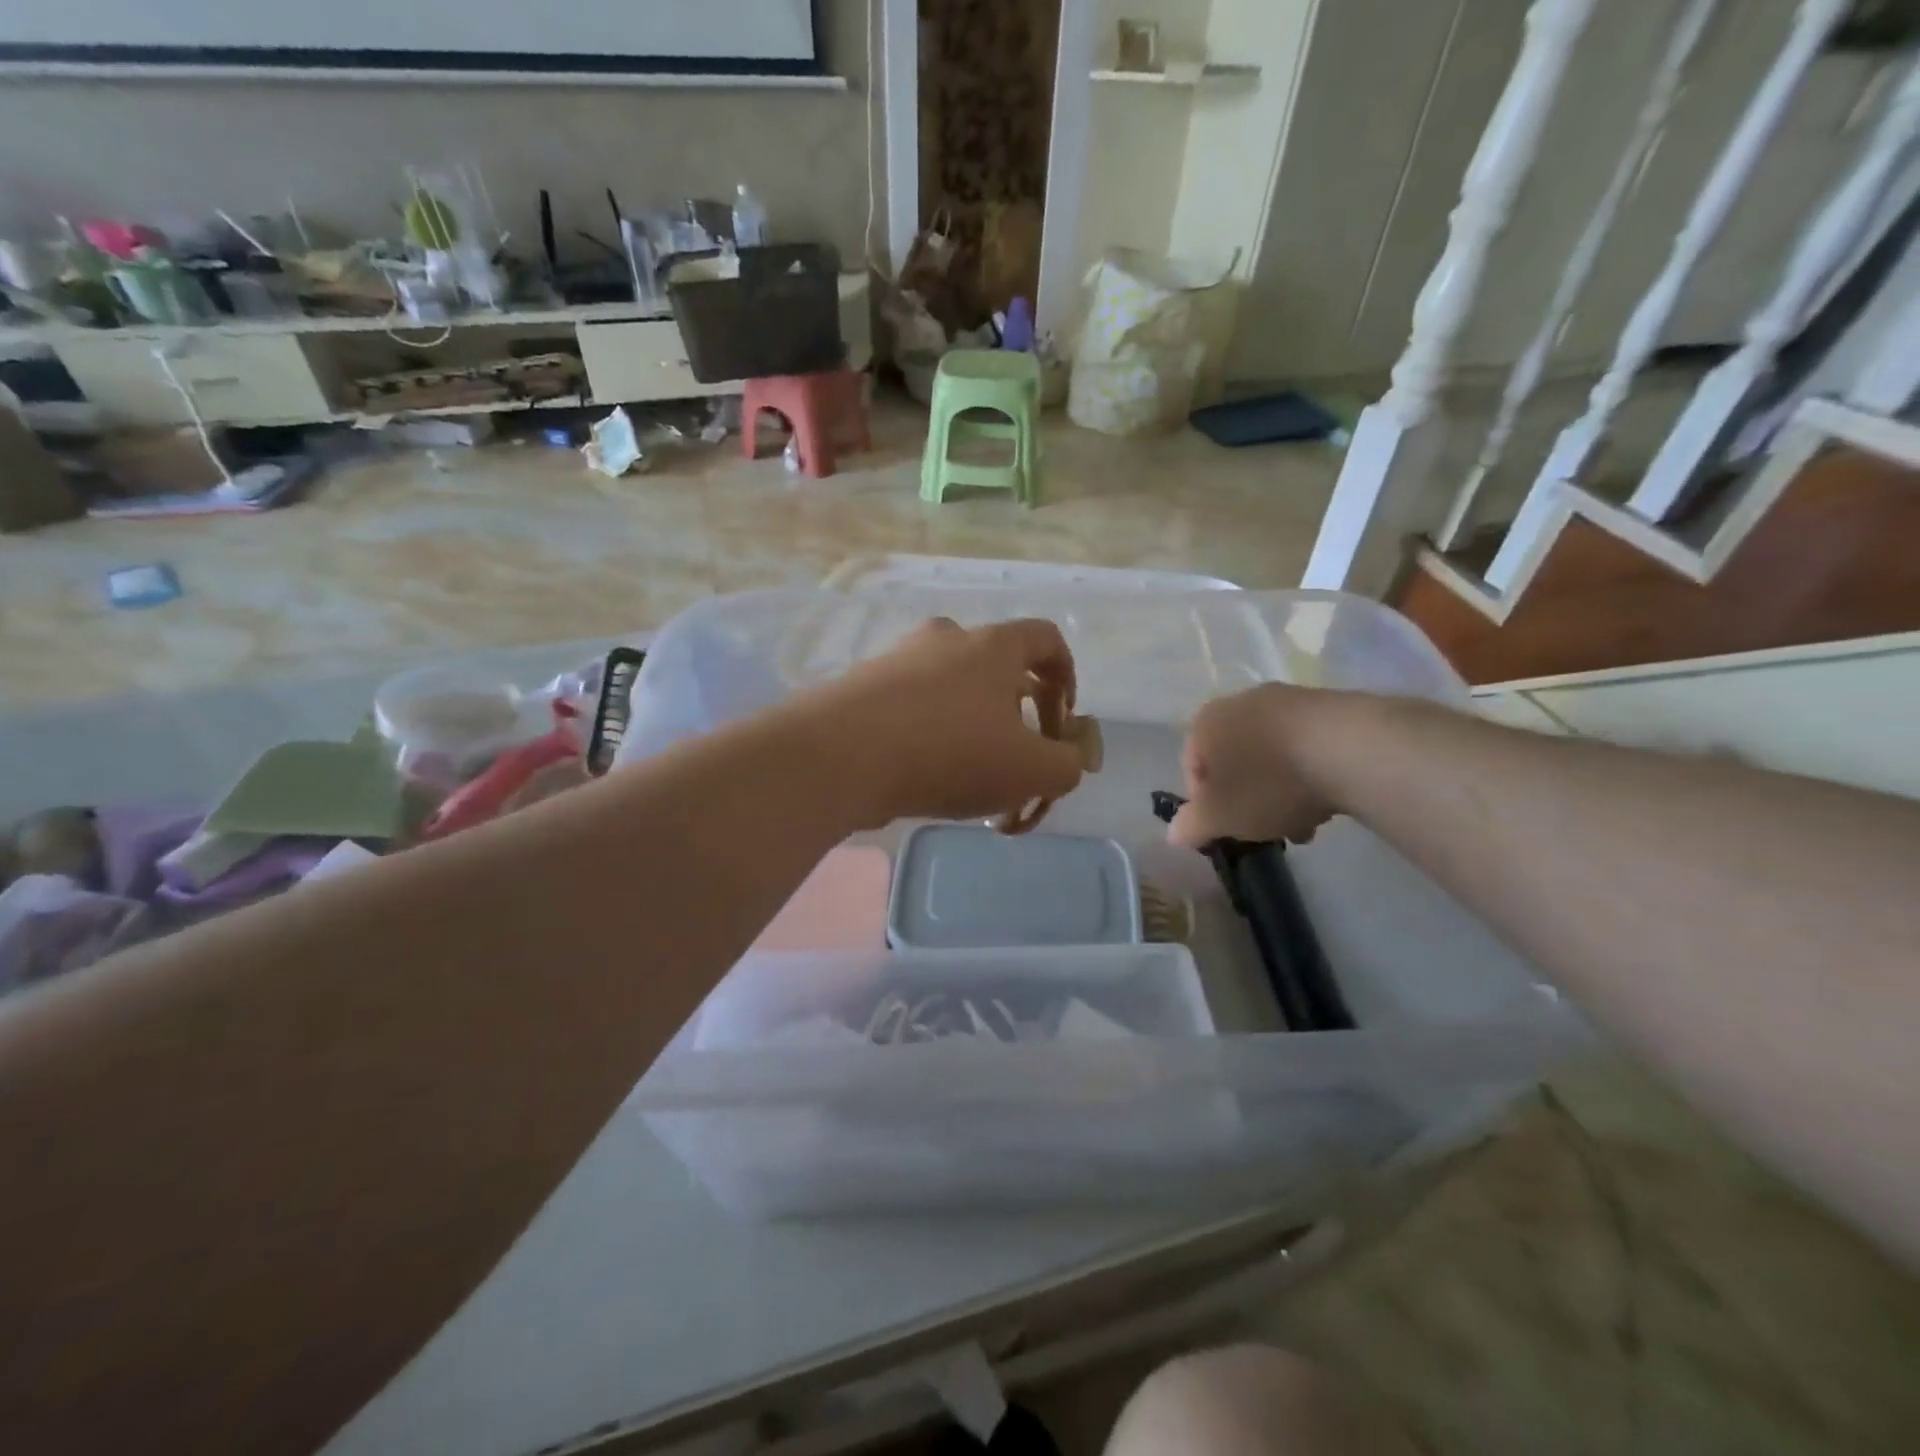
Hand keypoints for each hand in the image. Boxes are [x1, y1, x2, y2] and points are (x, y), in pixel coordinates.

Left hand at [790, 617, 1086, 828]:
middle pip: (997, 666)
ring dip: (972, 727)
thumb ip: (1068, 765)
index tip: (1063, 720)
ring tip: (970, 778)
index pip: (1046, 639)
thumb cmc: (949, 752)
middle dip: (1017, 712)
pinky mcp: (863, 687)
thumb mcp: (1029, 770)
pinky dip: (930, 735)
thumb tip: (1073, 757)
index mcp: (993, 646)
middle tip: (1016, 756)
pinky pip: (913, 707)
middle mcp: (946, 640)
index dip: (1067, 677)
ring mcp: (899, 660)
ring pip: (952, 689)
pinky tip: (926, 777)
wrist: (838, 756)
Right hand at [1167, 684, 1335, 848]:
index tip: (1225, 829)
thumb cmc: (1268, 783)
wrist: (1350, 749)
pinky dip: (1310, 773)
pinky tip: (1327, 801)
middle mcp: (1241, 702)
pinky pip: (1307, 746)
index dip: (1204, 804)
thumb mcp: (1221, 817)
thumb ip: (1192, 826)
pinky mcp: (1330, 706)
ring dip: (1281, 790)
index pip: (1192, 766)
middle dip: (1247, 798)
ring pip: (1273, 755)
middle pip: (1235, 760)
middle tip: (1264, 829)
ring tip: (1304, 824)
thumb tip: (1174, 834)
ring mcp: (1288, 700)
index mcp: (1206, 722)